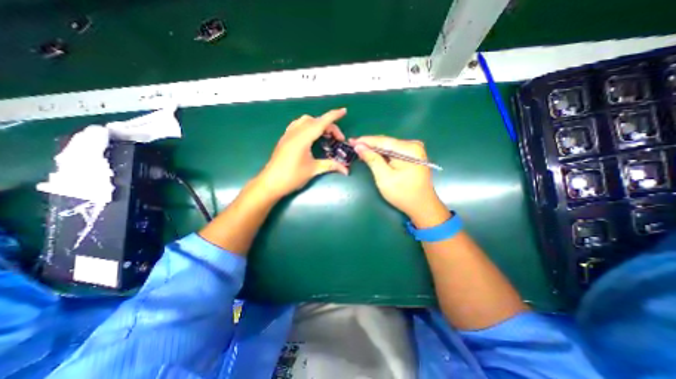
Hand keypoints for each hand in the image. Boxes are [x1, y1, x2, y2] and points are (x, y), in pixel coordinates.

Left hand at [254, 108, 347, 198]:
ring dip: (317, 124)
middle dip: (329, 126)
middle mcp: (295, 132)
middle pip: (315, 121)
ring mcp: (288, 134)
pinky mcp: (285, 139)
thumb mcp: (313, 170)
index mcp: (303, 138)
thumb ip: (330, 166)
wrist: (270, 183)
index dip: (333, 116)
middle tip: (337, 139)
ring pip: (305, 120)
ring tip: (325, 136)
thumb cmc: (292, 177)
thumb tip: (346, 170)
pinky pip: (297, 125)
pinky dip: (308, 126)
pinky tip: (311, 136)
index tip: (344, 111)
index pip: (321, 123)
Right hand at [349, 135, 446, 226]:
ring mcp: (414, 150)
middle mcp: (413, 145)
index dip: (365, 141)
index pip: (382, 141)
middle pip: (386, 142)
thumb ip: (372, 160)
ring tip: (359, 149)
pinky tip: (372, 155)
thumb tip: (359, 147)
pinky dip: (382, 154)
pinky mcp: (412, 156)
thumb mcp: (384, 177)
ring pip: (389, 147)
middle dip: (369, 144)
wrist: (421, 206)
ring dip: (375, 149)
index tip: (351, 141)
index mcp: (408, 149)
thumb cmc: (403, 194)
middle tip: (353, 145)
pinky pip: (393, 151)